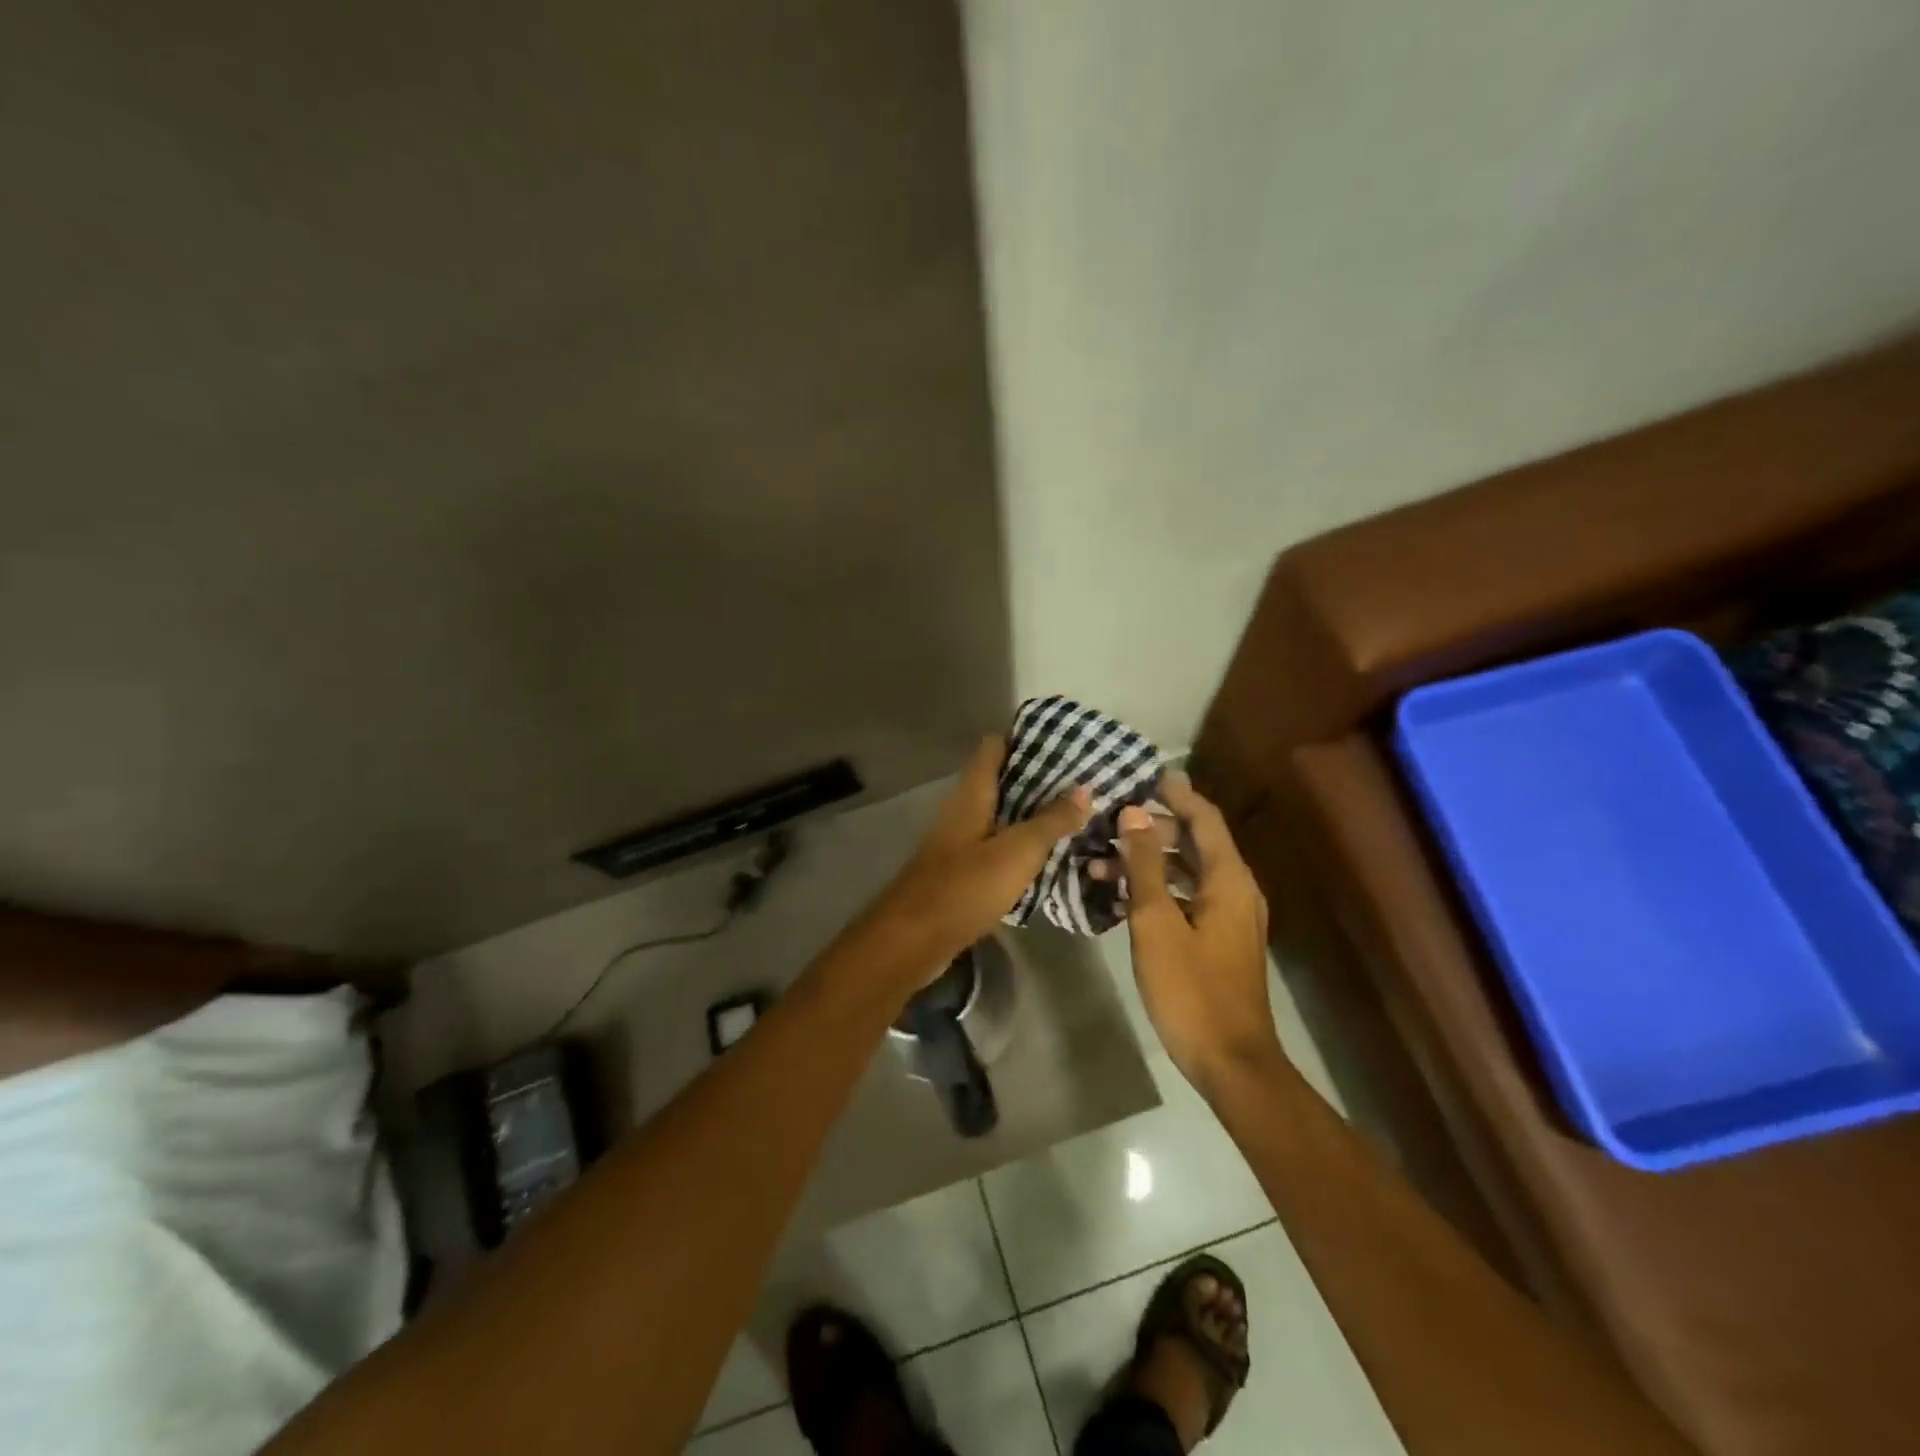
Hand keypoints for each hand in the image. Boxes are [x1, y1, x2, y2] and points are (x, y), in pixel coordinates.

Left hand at [861, 736, 1090, 985]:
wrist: (914, 939)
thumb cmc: (966, 886)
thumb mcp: (1018, 851)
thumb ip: (1051, 820)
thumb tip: (1084, 788)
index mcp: (971, 794)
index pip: (994, 747)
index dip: (1025, 740)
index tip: (1063, 745)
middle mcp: (962, 810)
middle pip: (1000, 781)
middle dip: (1038, 781)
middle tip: (1082, 785)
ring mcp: (959, 842)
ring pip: (1000, 816)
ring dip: (1031, 816)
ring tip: (1074, 817)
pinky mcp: (960, 871)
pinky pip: (996, 848)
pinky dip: (1019, 847)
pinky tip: (1047, 858)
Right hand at [1118, 774, 1280, 1098]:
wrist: (1230, 1060)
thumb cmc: (1190, 988)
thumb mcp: (1156, 922)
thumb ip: (1144, 865)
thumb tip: (1133, 814)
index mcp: (1228, 879)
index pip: (1204, 818)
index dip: (1177, 793)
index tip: (1147, 774)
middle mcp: (1236, 889)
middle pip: (1195, 842)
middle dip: (1152, 828)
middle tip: (1111, 821)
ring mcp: (1230, 916)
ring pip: (1187, 871)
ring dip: (1148, 862)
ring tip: (1100, 863)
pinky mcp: (1219, 939)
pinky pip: (1187, 896)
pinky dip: (1157, 888)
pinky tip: (1122, 896)